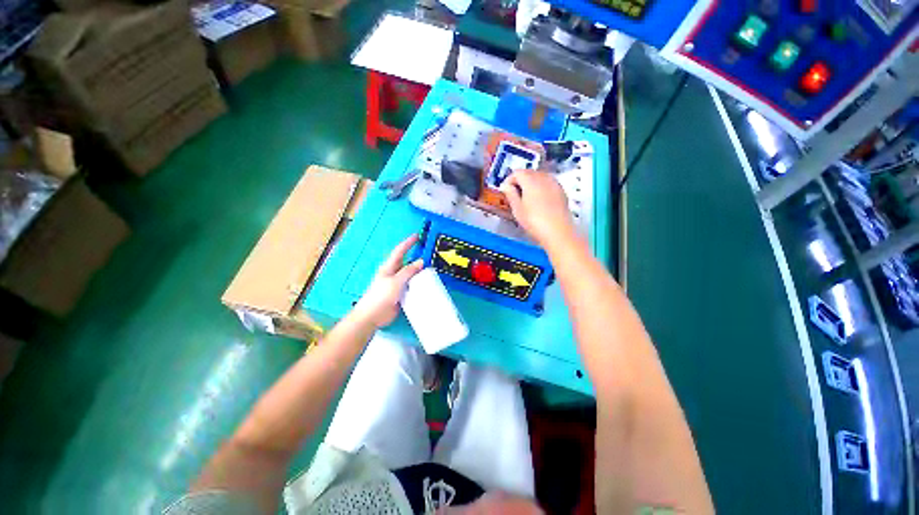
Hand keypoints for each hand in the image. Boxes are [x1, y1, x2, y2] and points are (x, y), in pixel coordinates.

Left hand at [352, 235, 423, 327]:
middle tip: (430, 255)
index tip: (417, 236)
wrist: (373, 316)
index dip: (408, 242)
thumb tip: (421, 262)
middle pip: (407, 262)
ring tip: (432, 269)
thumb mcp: (396, 281)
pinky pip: (412, 286)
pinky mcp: (401, 293)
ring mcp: (398, 284)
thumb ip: (408, 271)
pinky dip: (419, 284)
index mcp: (389, 267)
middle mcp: (394, 273)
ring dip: (420, 272)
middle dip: (417, 258)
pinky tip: (427, 285)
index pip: (400, 251)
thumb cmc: (380, 296)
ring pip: (411, 275)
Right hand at [500, 170, 575, 248]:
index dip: (509, 180)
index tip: (505, 190)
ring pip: (539, 176)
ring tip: (526, 198)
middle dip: (520, 180)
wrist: (557, 231)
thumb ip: (510, 194)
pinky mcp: (561, 191)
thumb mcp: (517, 209)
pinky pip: (548, 183)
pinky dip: (541, 187)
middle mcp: (543, 177)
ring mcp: (554, 183)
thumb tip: (505, 186)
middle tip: (514, 194)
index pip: (517, 173)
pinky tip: (539, 201)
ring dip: (531, 183)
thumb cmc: (534, 221)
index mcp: (530, 180)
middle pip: (529, 172)